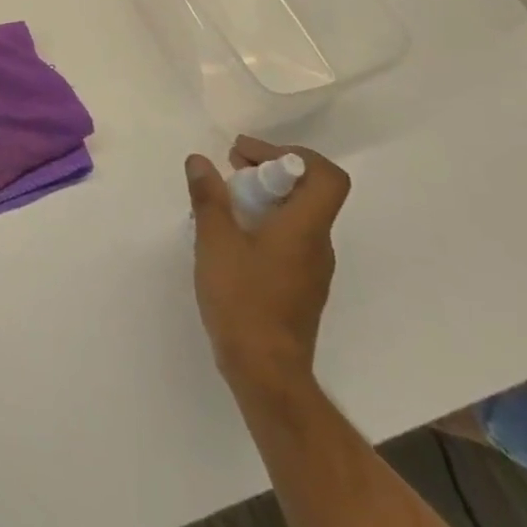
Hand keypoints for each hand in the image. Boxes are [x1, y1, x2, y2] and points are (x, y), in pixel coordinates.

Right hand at [187, 136, 349, 393]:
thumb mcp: (215, 241)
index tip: (250, 155)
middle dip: (270, 170)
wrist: (266, 372)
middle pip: (309, 191)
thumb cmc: (242, 300)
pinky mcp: (301, 287)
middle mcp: (318, 244)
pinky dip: (264, 222)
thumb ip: (208, 197)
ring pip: (297, 216)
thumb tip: (199, 160)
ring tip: (223, 200)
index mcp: (305, 228)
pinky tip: (230, 235)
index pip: (326, 176)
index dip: (292, 154)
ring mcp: (313, 269)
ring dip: (265, 197)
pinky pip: (289, 239)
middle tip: (231, 167)